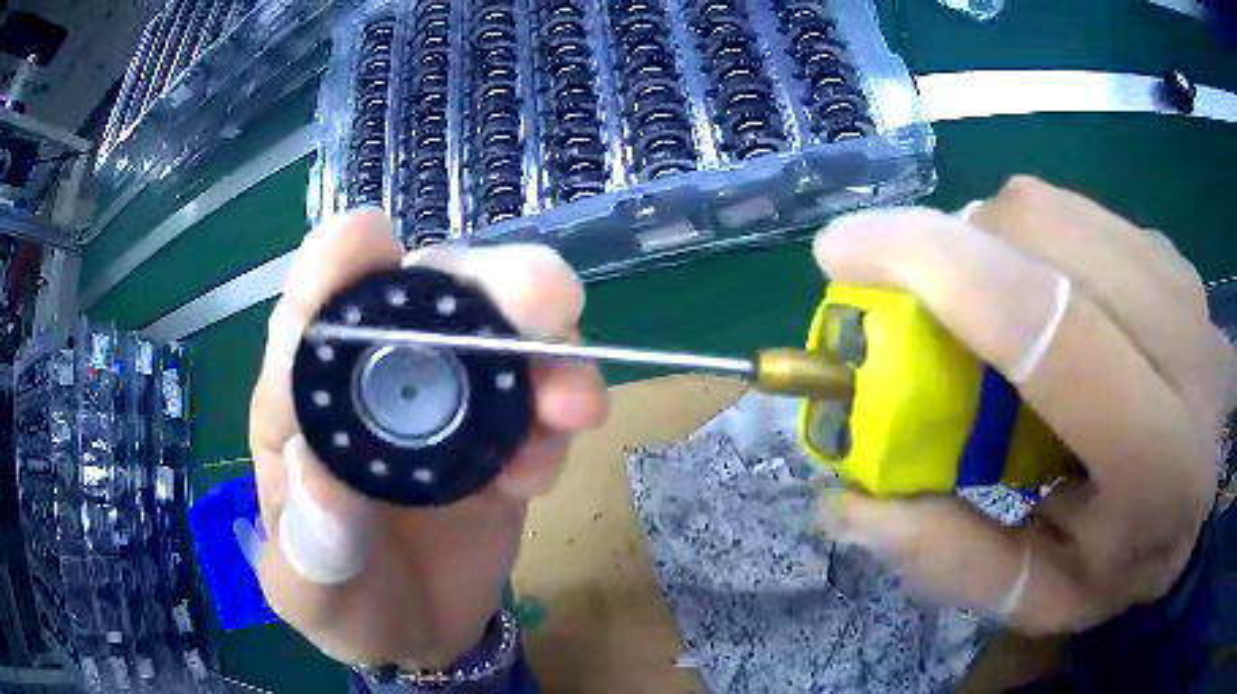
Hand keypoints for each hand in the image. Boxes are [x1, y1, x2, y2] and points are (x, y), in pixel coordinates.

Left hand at [249, 211, 608, 667]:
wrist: (418, 633)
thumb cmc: (344, 604)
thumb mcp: (308, 595)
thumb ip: (307, 546)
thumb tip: (320, 471)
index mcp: (301, 408)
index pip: (307, 319)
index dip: (334, 271)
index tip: (371, 237)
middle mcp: (370, 385)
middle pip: (422, 298)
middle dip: (481, 285)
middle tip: (543, 298)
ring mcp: (443, 405)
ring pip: (495, 337)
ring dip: (545, 352)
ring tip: (574, 401)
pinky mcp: (498, 435)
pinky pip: (537, 402)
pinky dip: (555, 420)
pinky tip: (542, 468)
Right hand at [814, 176, 1233, 633]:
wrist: (1198, 500)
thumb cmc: (1125, 563)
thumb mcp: (1041, 597)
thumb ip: (954, 563)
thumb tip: (847, 506)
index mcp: (1163, 461)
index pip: (1055, 331)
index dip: (940, 269)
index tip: (842, 252)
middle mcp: (1186, 347)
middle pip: (1042, 234)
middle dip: (952, 251)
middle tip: (918, 314)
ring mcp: (1180, 282)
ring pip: (1050, 207)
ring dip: (985, 244)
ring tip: (985, 319)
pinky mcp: (1166, 251)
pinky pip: (1070, 210)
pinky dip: (1024, 242)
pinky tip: (1038, 302)